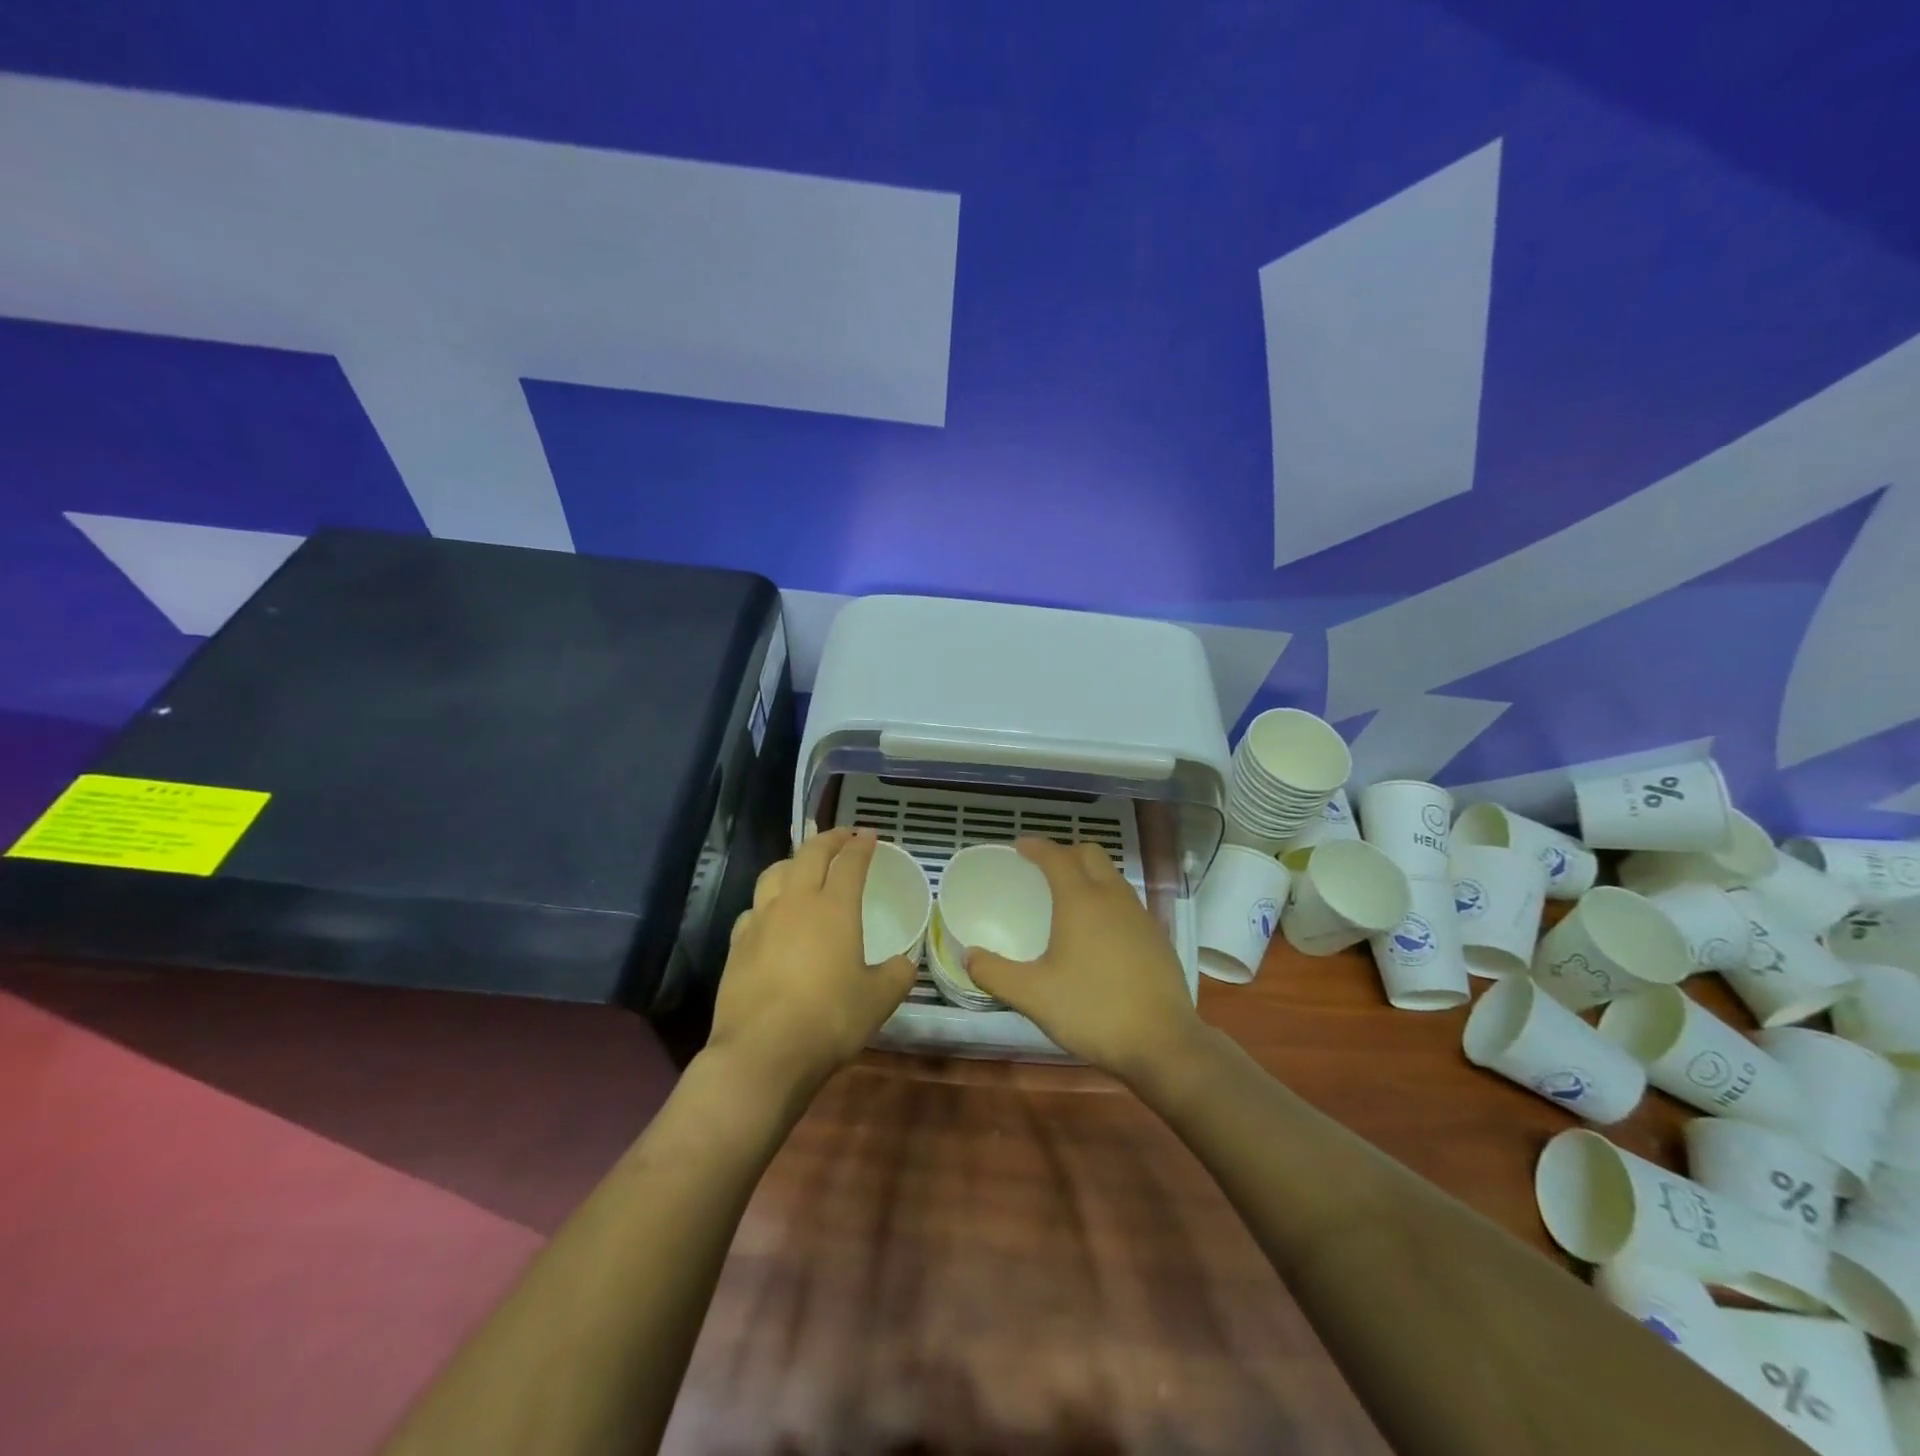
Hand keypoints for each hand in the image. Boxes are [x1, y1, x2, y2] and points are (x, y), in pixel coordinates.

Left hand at [708, 828, 917, 1094]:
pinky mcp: (737, 944)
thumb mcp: (878, 1000)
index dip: (861, 845)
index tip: (870, 835)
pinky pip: (754, 907)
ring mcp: (761, 920)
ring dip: (794, 861)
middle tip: (843, 835)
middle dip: (829, 839)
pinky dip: (768, 900)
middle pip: (810, 854)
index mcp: (834, 907)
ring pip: (775, 872)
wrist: (763, 1051)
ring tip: (804, 865)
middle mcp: (795, 902)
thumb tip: (903, 963)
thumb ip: (896, 975)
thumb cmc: (829, 1018)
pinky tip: (772, 915)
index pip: (849, 862)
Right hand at [965, 838, 1206, 1081]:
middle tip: (1043, 871)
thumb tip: (968, 956)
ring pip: (1112, 877)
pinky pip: (1127, 902)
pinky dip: (1107, 900)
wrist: (1163, 1043)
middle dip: (1065, 853)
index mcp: (1081, 900)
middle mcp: (1113, 897)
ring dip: (1089, 875)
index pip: (1056, 856)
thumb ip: (995, 973)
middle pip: (1090, 854)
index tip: (1019, 847)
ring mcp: (1141, 916)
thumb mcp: (1033, 996)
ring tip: (1069, 899)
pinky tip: (1099, 933)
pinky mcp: (1157, 937)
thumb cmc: (1092, 1011)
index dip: (1036, 847)